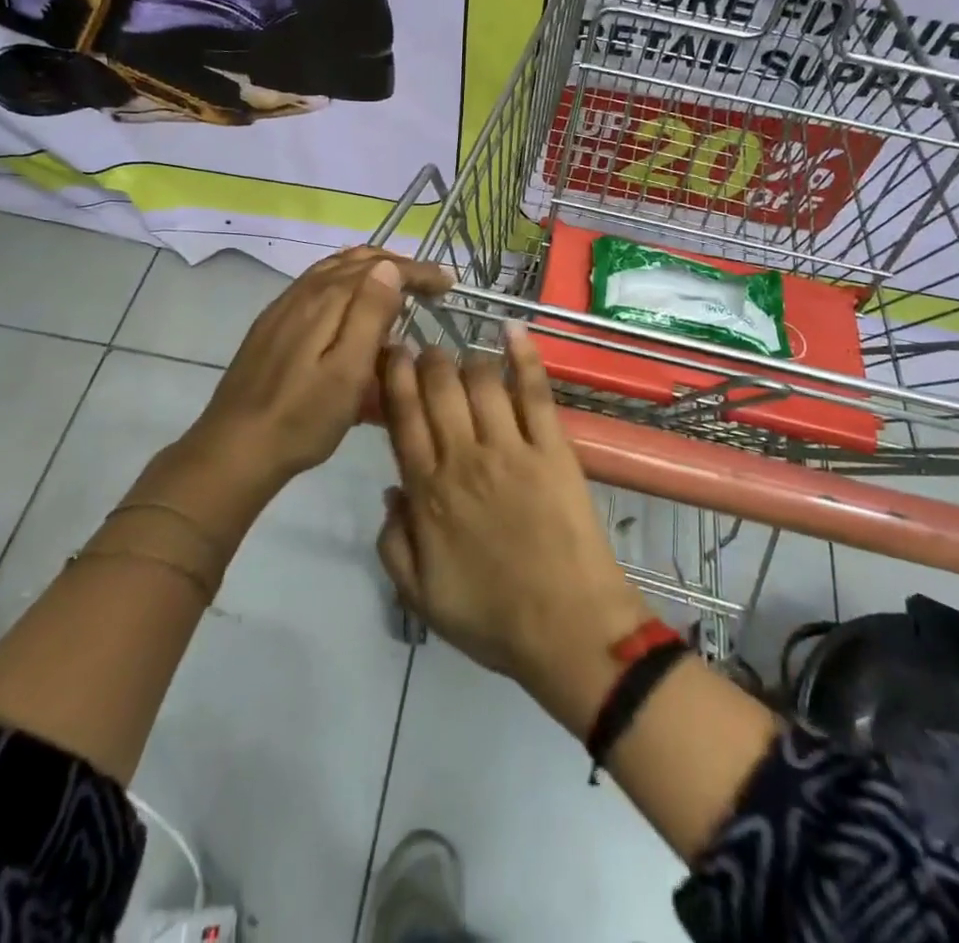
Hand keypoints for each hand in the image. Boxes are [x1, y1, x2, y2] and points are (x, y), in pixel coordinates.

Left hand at [187, 247, 451, 482]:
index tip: (447, 283)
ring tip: (397, 288)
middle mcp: (302, 294)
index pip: (378, 267)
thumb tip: (390, 267)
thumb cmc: (302, 418)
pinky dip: (345, 286)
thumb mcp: (347, 372)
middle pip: (354, 261)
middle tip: (427, 284)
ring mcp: (283, 309)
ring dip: (370, 272)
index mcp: (324, 301)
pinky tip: (353, 310)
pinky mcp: (273, 327)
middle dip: (395, 265)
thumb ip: (369, 315)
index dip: (417, 270)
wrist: (235, 449)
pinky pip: (317, 288)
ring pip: (334, 272)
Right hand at [376, 323, 650, 716]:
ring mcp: (511, 448)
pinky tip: (512, 328)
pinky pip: (535, 391)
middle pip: (439, 389)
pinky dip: (524, 356)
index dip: (394, 379)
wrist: (568, 629)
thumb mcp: (420, 596)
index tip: (391, 353)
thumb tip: (390, 490)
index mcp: (428, 492)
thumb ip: (394, 542)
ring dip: (467, 359)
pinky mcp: (553, 448)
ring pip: (481, 382)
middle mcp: (464, 458)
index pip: (403, 418)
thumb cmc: (492, 618)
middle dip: (428, 359)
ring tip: (463, 354)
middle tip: (426, 349)